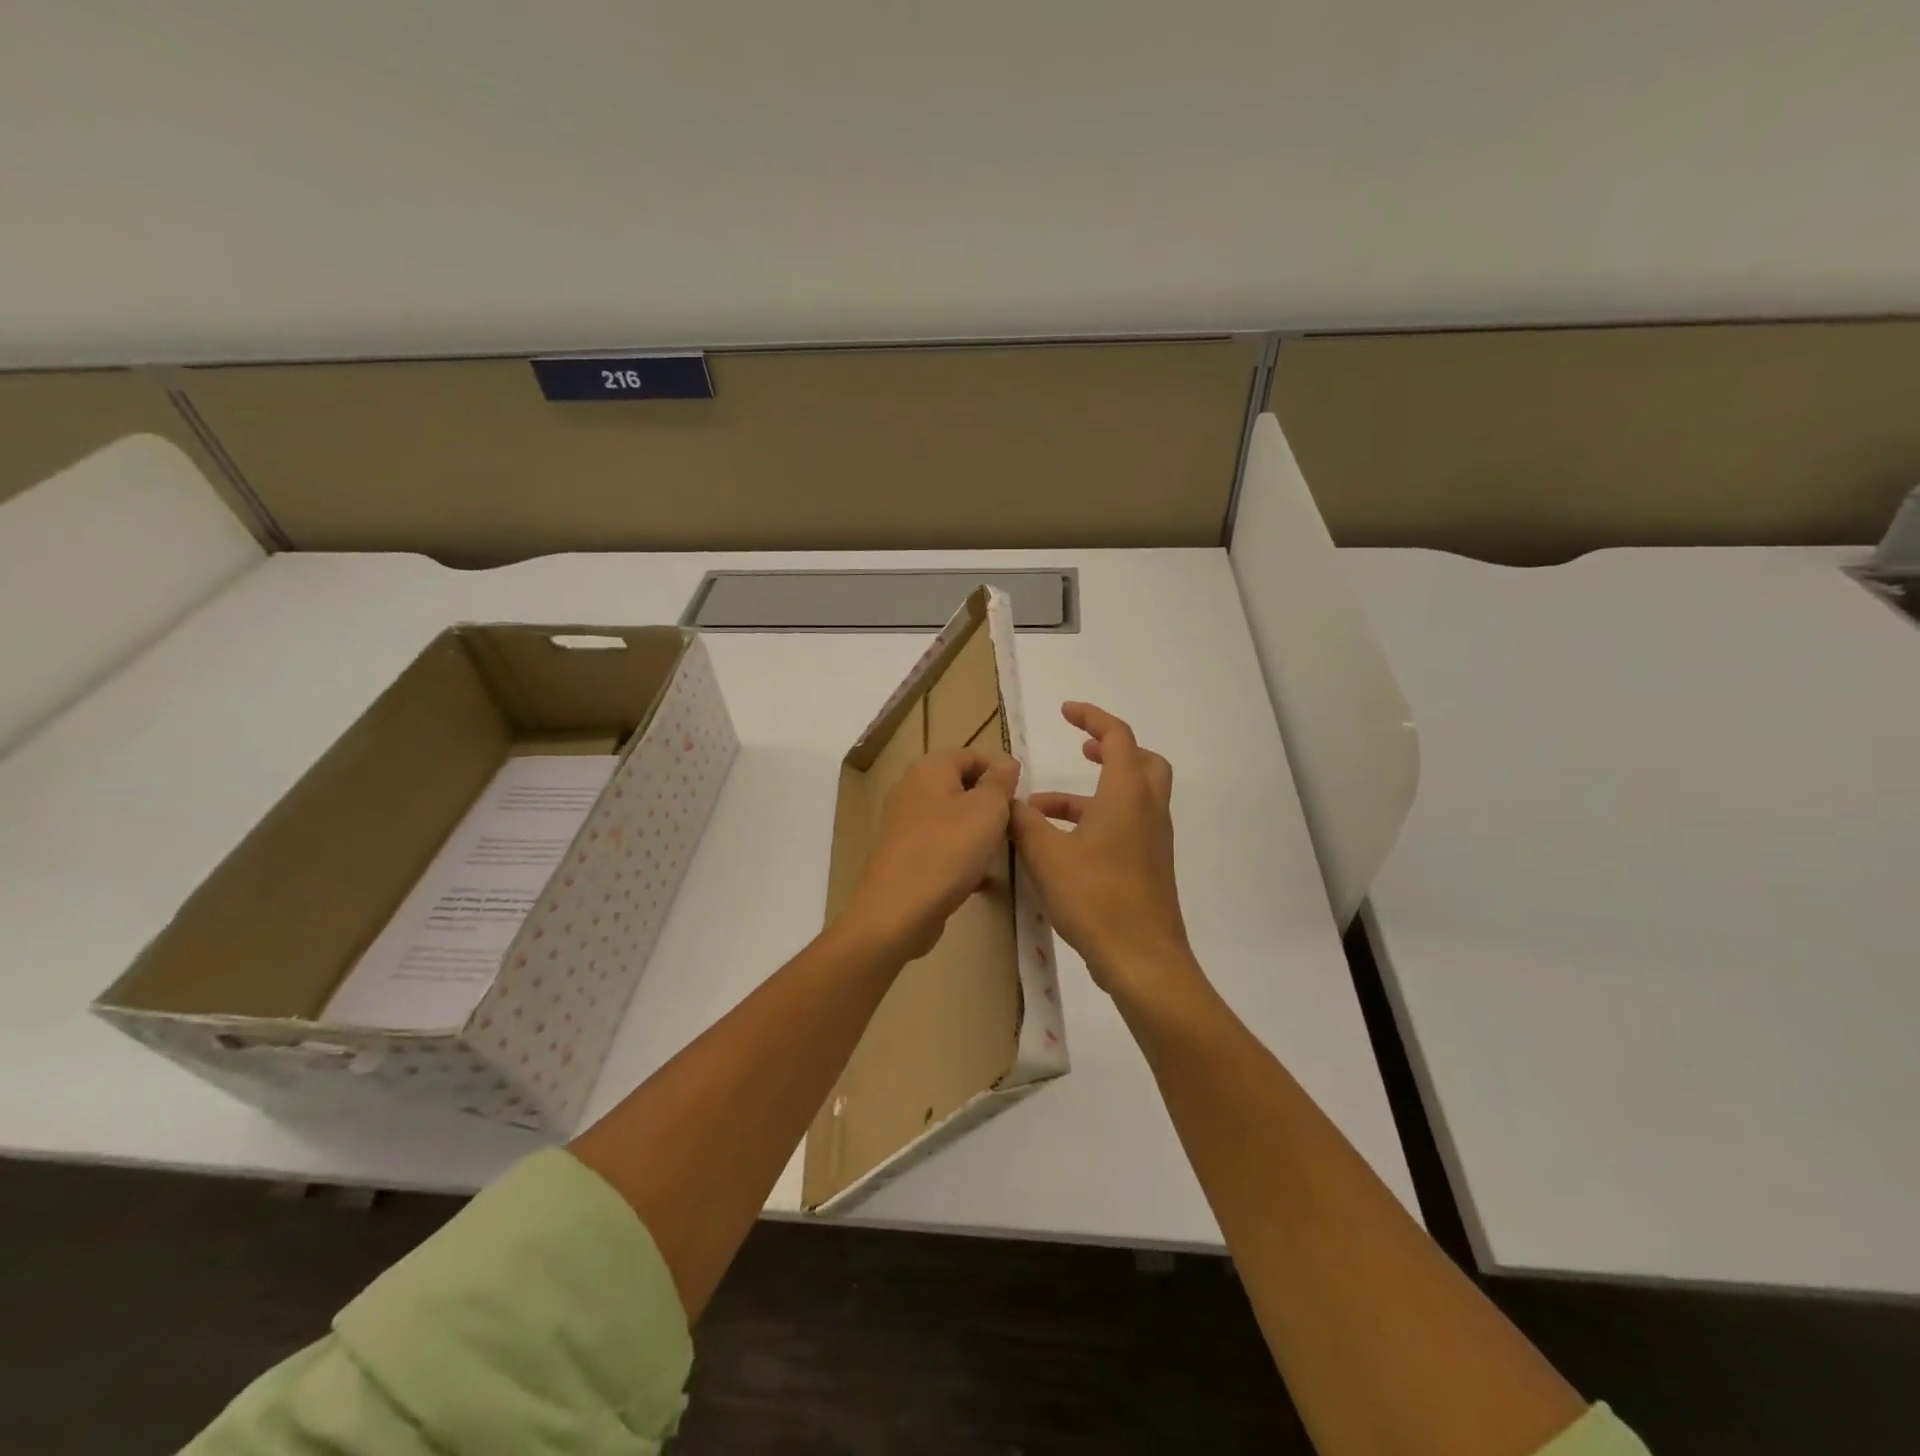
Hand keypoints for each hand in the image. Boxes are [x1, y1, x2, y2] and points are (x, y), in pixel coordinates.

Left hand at [841, 747, 1022, 963]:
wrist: (898, 910)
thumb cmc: (948, 850)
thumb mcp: (987, 809)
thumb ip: (999, 782)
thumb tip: (1005, 762)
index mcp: (929, 769)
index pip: (971, 755)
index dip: (999, 771)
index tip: (1020, 798)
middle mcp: (910, 789)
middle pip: (959, 785)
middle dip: (988, 803)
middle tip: (1011, 825)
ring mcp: (903, 823)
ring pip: (950, 817)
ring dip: (976, 830)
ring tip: (998, 850)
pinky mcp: (902, 854)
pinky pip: (939, 844)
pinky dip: (960, 854)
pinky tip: (978, 877)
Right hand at [1010, 703, 1197, 1001]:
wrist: (1142, 960)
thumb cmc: (1095, 898)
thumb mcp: (1047, 855)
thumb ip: (1022, 822)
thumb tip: (1006, 800)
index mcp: (1126, 795)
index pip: (1117, 737)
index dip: (1092, 718)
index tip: (1066, 712)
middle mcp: (1147, 809)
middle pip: (1141, 761)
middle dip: (1110, 750)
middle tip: (1080, 751)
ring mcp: (1152, 840)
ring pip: (1131, 797)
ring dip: (1091, 793)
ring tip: (1041, 810)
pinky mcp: (1149, 865)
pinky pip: (1126, 825)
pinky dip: (1097, 820)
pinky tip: (1060, 846)